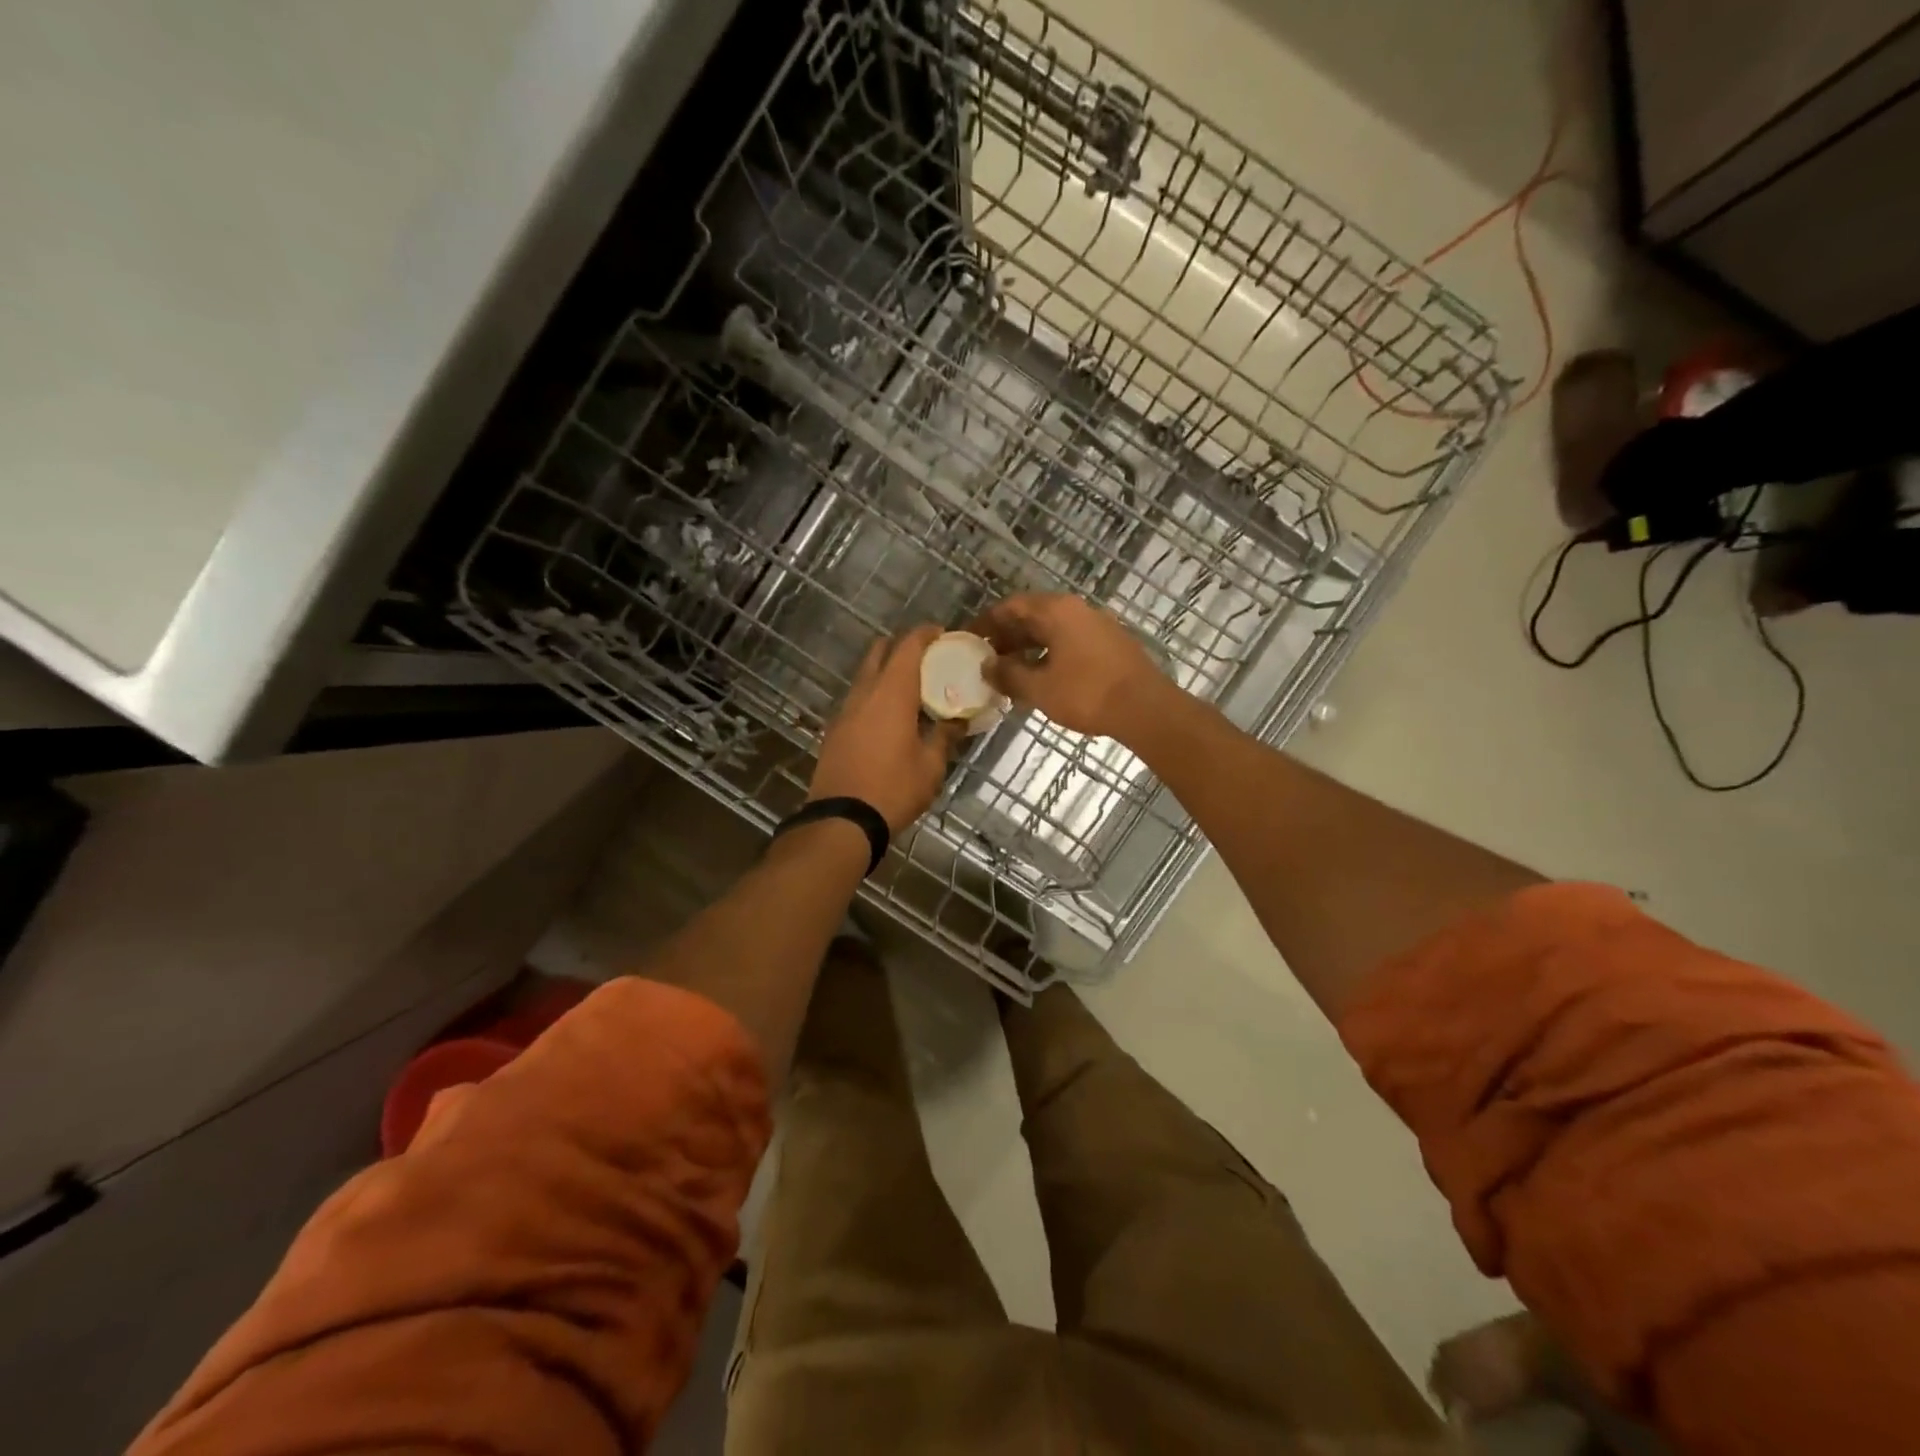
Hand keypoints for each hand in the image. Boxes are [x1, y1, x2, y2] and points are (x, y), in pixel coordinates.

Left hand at [809, 624, 960, 831]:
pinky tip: (891, 717)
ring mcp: (844, 711)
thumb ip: (945, 736)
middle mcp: (864, 693)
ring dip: (887, 672)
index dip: (925, 634)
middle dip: (902, 647)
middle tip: (928, 660)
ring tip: (913, 690)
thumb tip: (959, 721)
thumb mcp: (930, 765)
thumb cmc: (894, 789)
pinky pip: (858, 699)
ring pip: (865, 676)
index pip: (908, 646)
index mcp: (891, 693)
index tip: (943, 634)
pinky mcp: (834, 730)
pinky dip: (875, 695)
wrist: (842, 820)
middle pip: (880, 652)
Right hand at [972, 594, 1173, 740]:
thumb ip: (1008, 675)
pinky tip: (1040, 680)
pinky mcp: (1111, 646)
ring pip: (1053, 632)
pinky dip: (1049, 656)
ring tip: (1008, 673)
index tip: (970, 639)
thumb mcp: (1039, 688)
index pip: (1012, 606)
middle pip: (1033, 617)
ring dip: (1028, 649)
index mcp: (1058, 611)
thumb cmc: (1087, 694)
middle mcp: (1078, 610)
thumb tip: (988, 667)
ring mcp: (1098, 626)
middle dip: (1007, 637)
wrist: (1146, 709)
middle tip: (986, 659)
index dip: (988, 622)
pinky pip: (1070, 643)